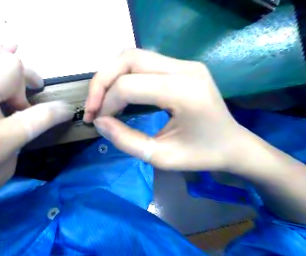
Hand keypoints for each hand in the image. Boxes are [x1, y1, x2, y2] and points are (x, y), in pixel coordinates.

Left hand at [0, 45, 73, 253]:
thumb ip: (15, 146)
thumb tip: (20, 124)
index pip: (36, 116)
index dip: (58, 111)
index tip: (67, 110)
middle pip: (10, 70)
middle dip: (30, 76)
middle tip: (34, 91)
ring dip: (12, 68)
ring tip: (20, 81)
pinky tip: (0, 60)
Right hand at [85, 48, 245, 171]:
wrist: (233, 145)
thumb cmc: (201, 155)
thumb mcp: (160, 157)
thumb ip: (125, 140)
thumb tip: (99, 122)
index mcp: (185, 92)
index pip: (129, 85)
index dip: (106, 103)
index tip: (97, 121)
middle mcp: (184, 68)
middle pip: (127, 59)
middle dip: (101, 83)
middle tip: (92, 107)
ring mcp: (183, 63)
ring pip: (131, 56)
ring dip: (109, 76)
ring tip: (101, 100)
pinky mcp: (178, 65)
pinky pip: (140, 62)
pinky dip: (120, 75)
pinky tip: (116, 93)